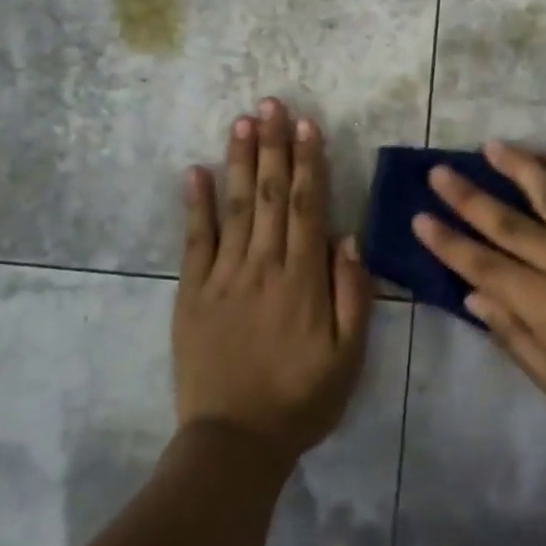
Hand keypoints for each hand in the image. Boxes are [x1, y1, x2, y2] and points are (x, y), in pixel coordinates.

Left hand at [173, 98, 373, 461]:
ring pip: (233, 207)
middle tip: (271, 103)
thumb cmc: (301, 400)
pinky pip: (194, 241)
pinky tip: (194, 171)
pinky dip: (194, 204)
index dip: (308, 162)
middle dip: (273, 146)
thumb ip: (352, 295)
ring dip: (238, 161)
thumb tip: (349, 237)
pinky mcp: (192, 293)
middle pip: (269, 195)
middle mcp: (263, 266)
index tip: (307, 124)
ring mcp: (223, 277)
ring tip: (242, 121)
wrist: (234, 441)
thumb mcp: (349, 357)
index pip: (306, 207)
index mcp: (303, 280)